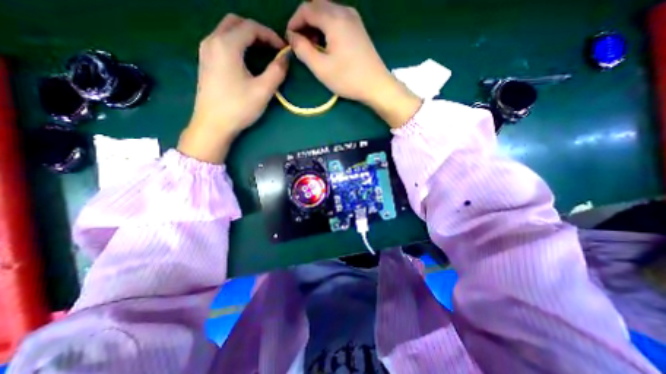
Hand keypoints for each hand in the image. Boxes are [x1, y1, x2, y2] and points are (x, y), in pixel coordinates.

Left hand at [179, 15, 287, 162]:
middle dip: (257, 32)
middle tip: (272, 48)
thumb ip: (277, 71)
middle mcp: (212, 41)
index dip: (270, 35)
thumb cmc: (238, 107)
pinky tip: (246, 60)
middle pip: (236, 23)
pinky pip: (222, 42)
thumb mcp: (263, 91)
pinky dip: (237, 44)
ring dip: (246, 37)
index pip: (251, 27)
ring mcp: (206, 51)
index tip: (283, 49)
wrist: (213, 124)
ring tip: (262, 53)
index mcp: (226, 45)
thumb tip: (286, 58)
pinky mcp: (205, 62)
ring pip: (227, 31)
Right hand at [286, 0, 420, 127]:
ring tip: (313, 46)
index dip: (294, 22)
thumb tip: (292, 37)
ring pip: (328, 12)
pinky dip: (328, 28)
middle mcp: (345, 12)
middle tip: (301, 43)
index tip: (290, 39)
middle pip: (318, 6)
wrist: (376, 85)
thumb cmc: (348, 78)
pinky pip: (338, 19)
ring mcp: (354, 19)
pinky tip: (327, 44)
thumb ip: (303, 50)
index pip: (307, 8)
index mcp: (334, 19)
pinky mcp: (359, 29)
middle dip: (305, 22)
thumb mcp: (321, 68)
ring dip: (316, 25)